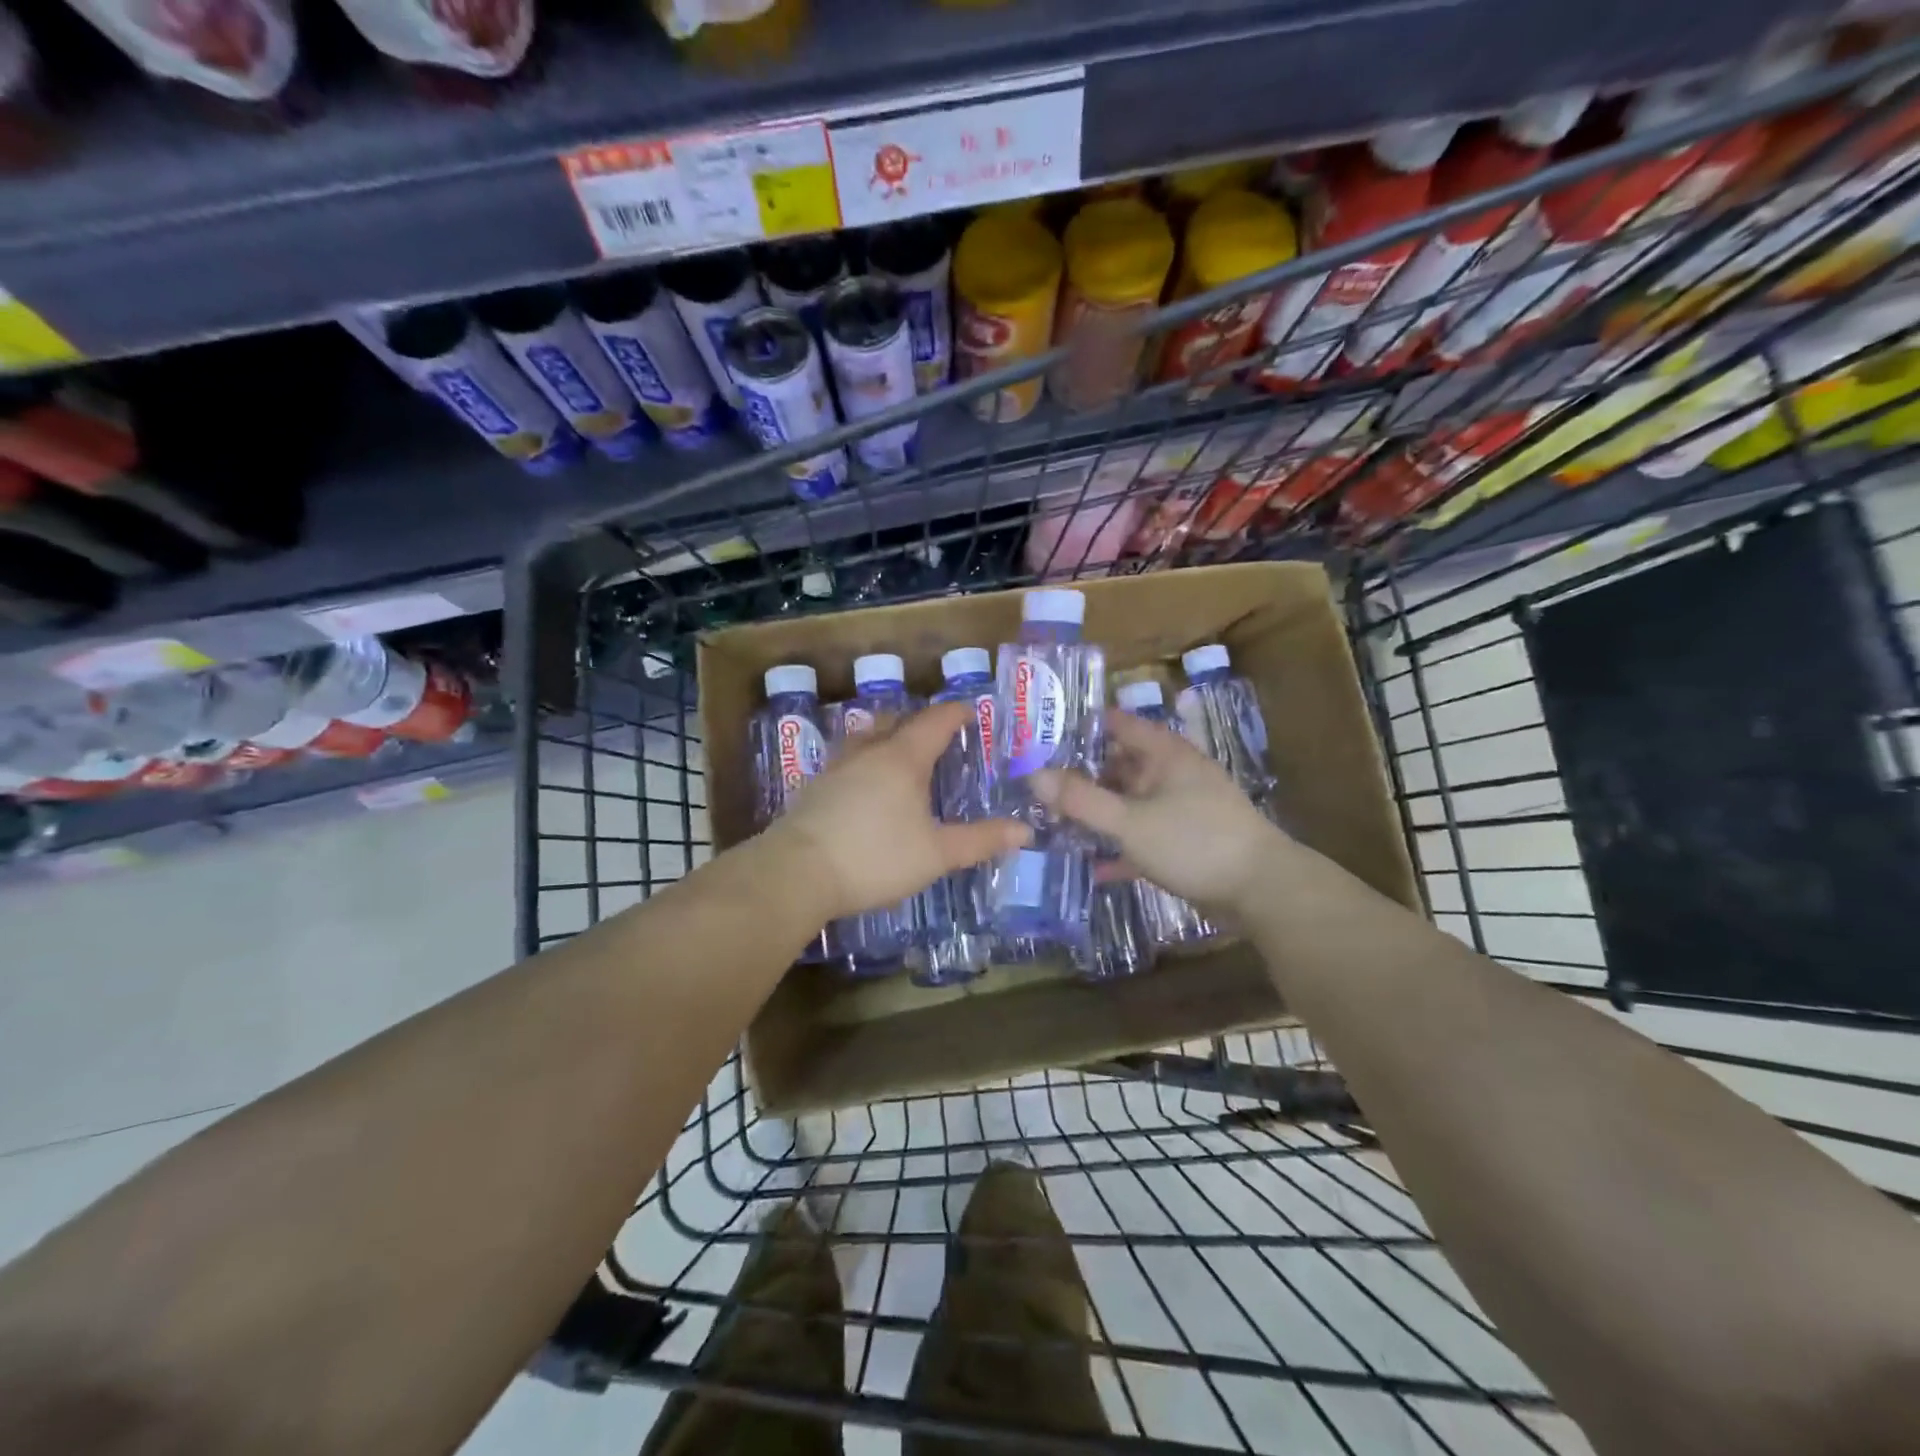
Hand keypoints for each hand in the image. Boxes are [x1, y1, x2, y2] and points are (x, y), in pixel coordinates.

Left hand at [767, 700, 1030, 922]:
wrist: (797, 873)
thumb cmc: (875, 857)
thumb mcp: (936, 854)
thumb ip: (980, 840)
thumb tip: (1024, 831)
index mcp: (902, 759)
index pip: (934, 722)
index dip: (956, 713)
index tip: (972, 709)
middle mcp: (867, 753)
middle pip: (896, 722)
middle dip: (919, 722)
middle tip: (938, 734)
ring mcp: (836, 768)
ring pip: (865, 738)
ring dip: (886, 736)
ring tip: (898, 751)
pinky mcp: (814, 789)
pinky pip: (846, 760)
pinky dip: (863, 760)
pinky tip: (863, 784)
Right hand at [1032, 708, 1281, 914]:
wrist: (1261, 891)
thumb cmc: (1194, 841)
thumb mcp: (1130, 821)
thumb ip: (1081, 800)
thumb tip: (1033, 775)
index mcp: (1164, 754)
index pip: (1117, 724)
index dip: (1080, 726)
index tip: (1041, 736)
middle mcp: (1172, 774)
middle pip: (1119, 765)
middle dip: (1080, 775)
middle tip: (1037, 785)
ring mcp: (1180, 809)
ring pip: (1128, 803)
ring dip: (1098, 813)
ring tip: (1054, 822)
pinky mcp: (1184, 842)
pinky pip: (1142, 837)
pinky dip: (1120, 848)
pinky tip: (1093, 866)